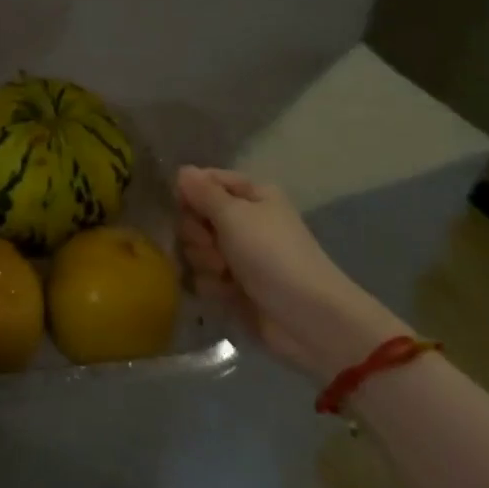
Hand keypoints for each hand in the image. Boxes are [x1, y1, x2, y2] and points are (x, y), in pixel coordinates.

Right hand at [175, 167, 406, 383]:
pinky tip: (227, 292)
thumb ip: (203, 192)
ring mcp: (238, 255)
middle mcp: (244, 221)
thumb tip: (182, 170)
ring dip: (203, 261)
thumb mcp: (234, 215)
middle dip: (197, 233)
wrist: (306, 317)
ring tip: (224, 273)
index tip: (185, 207)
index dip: (191, 193)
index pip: (206, 181)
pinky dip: (211, 284)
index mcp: (252, 196)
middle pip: (195, 216)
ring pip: (195, 249)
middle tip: (213, 245)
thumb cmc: (272, 254)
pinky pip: (203, 277)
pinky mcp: (233, 286)